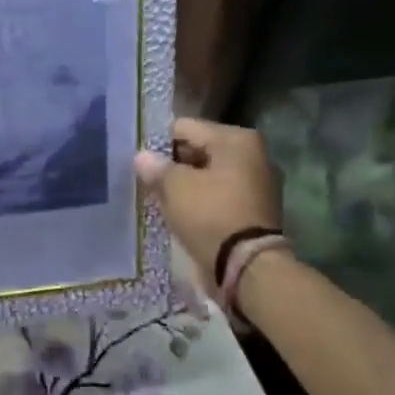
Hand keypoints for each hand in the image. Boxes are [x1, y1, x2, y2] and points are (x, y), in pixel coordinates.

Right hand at [133, 118, 282, 290]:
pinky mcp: (253, 209)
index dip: (157, 143)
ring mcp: (256, 183)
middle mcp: (252, 154)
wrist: (246, 266)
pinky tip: (179, 212)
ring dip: (185, 184)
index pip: (184, 128)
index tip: (139, 161)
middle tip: (146, 180)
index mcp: (236, 139)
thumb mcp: (174, 187)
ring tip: (159, 198)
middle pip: (198, 150)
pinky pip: (217, 195)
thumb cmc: (210, 215)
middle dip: (172, 164)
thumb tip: (142, 157)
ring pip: (206, 174)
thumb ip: (156, 167)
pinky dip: (199, 200)